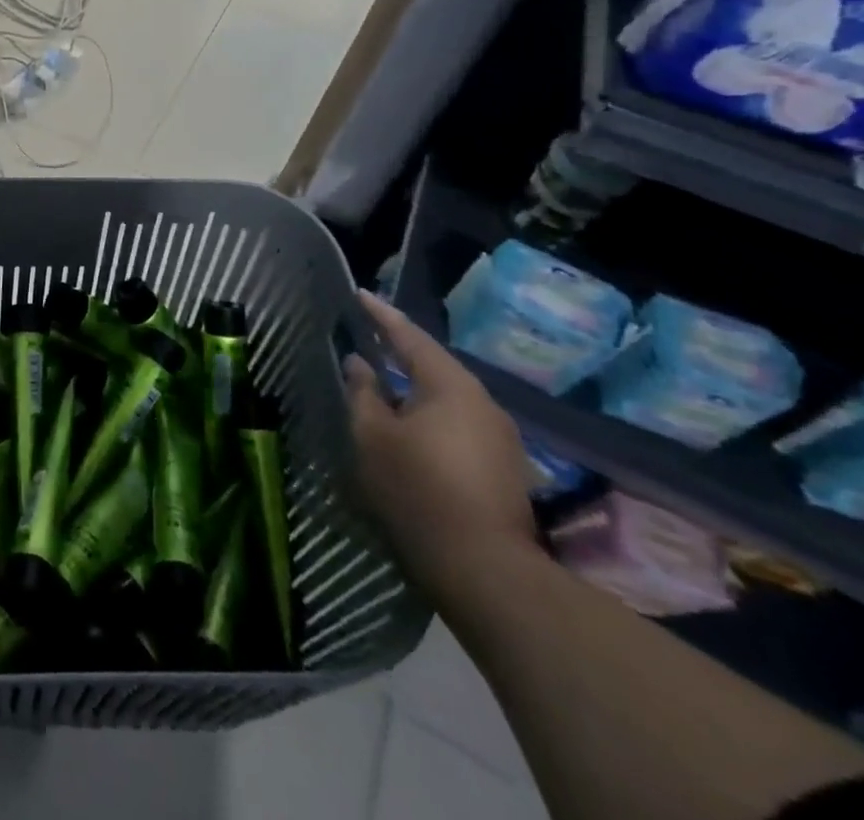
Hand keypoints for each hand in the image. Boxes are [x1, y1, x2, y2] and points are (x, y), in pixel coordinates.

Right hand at [344, 292, 538, 597]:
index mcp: (451, 386)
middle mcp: (483, 403)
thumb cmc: (417, 489)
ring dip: (416, 387)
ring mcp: (500, 438)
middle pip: (434, 365)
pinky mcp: (504, 468)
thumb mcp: (372, 435)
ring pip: (448, 397)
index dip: (381, 315)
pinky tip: (411, 426)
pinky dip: (431, 414)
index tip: (359, 295)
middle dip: (400, 351)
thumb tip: (360, 363)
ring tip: (384, 382)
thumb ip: (363, 392)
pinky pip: (459, 423)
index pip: (410, 337)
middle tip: (369, 337)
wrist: (484, 569)